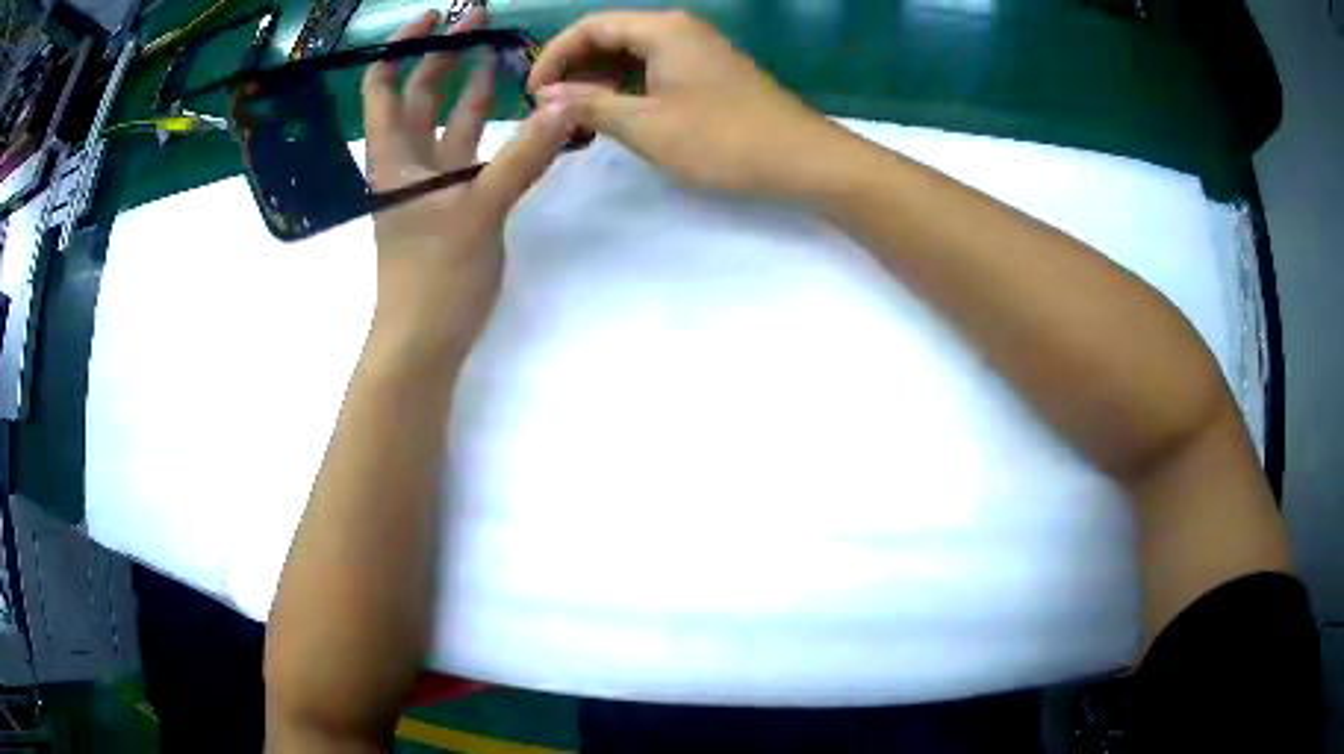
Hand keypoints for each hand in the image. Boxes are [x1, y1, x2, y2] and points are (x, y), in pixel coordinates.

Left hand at [363, 7, 576, 368]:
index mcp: (394, 157)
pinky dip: (492, 129)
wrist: (424, 344)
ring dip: (471, 88)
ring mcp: (433, 185)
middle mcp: (408, 163)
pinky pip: (472, 154)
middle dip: (445, 55)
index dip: (402, 47)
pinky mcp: (455, 205)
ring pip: (449, 123)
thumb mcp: (478, 211)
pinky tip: (518, 114)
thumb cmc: (433, 279)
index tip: (435, 17)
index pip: (383, 87)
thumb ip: (524, 157)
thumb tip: (566, 104)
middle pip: (419, 96)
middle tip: (480, 20)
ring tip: (501, 52)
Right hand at [528, 10, 845, 197]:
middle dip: (575, 69)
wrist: (803, 160)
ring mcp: (699, 50)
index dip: (553, 57)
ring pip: (633, 54)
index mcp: (662, 30)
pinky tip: (618, 114)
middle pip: (610, 36)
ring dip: (600, 80)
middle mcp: (679, 29)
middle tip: (553, 110)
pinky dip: (629, 87)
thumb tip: (545, 97)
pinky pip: (656, 68)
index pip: (590, 27)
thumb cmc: (723, 140)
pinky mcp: (711, 72)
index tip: (532, 95)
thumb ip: (590, 105)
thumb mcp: (646, 126)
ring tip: (579, 118)